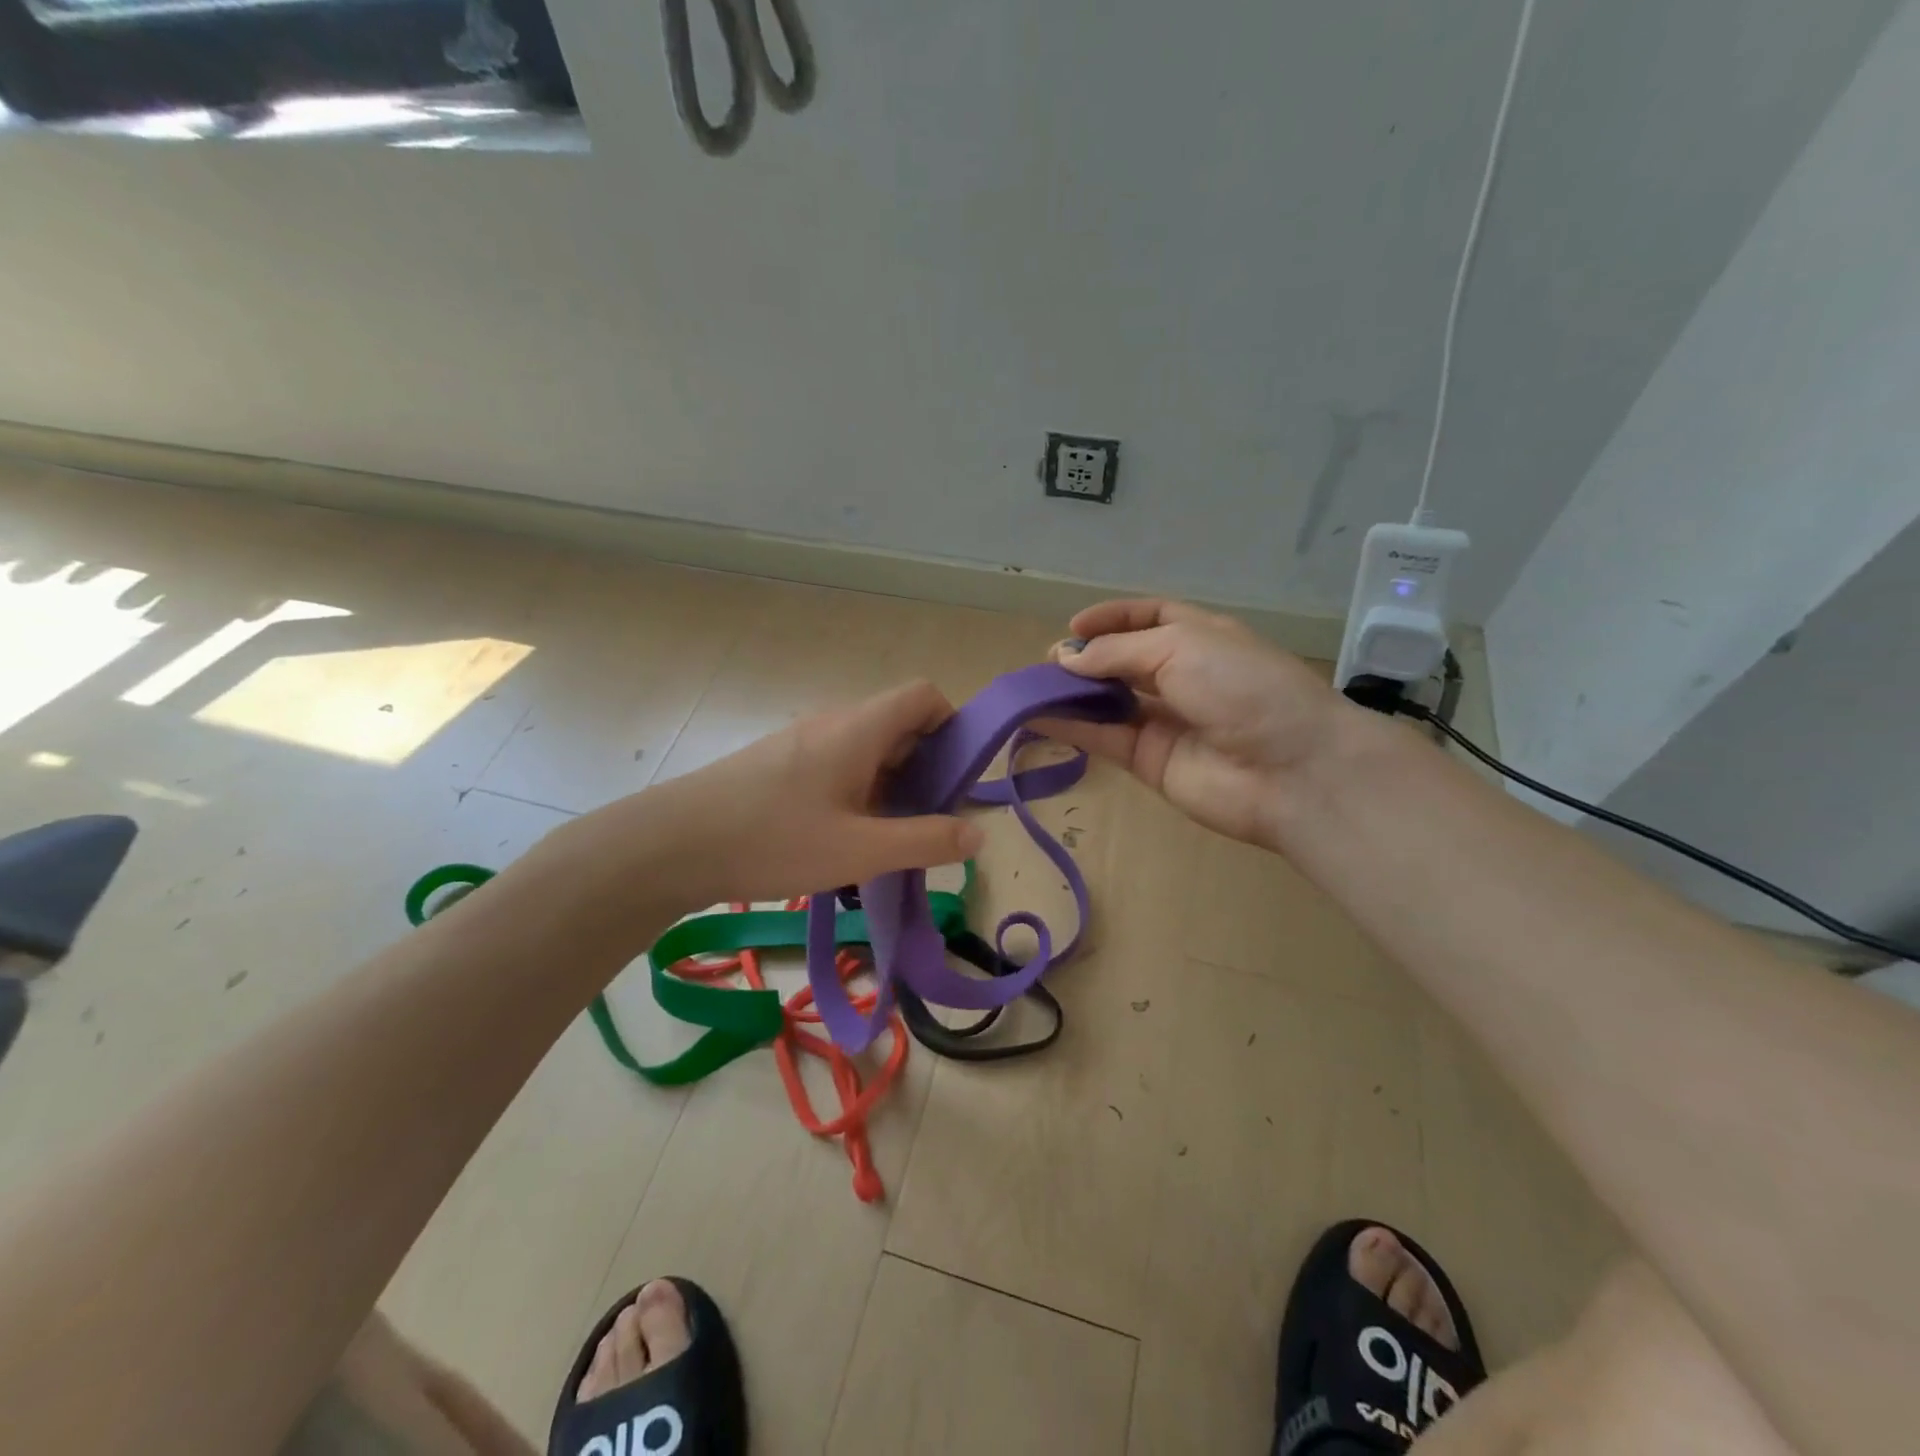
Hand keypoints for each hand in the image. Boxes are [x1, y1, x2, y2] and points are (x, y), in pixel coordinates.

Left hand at [548, 680, 984, 915]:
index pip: (923, 695)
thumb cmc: (772, 840)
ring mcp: (802, 742)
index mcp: (858, 728)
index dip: (952, 726)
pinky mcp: (779, 764)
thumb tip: (978, 833)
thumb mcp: (859, 850)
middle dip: (925, 768)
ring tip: (886, 838)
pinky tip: (842, 839)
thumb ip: (925, 841)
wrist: (671, 845)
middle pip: (898, 724)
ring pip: (867, 749)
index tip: (956, 778)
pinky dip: (858, 792)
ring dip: (890, 786)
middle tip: (926, 821)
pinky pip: (837, 765)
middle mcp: (833, 723)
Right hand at [1040, 599, 1357, 848]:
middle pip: (1123, 662)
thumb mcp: (1180, 647)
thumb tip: (1067, 658)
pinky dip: (1071, 728)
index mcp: (1200, 638)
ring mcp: (1166, 722)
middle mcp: (1182, 677)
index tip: (1073, 626)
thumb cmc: (1243, 687)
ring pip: (1108, 702)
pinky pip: (1104, 738)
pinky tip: (1036, 718)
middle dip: (1086, 658)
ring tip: (1031, 688)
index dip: (1112, 618)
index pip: (1150, 618)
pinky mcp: (1150, 762)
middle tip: (1048, 663)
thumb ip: (1118, 652)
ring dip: (1071, 694)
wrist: (1292, 770)